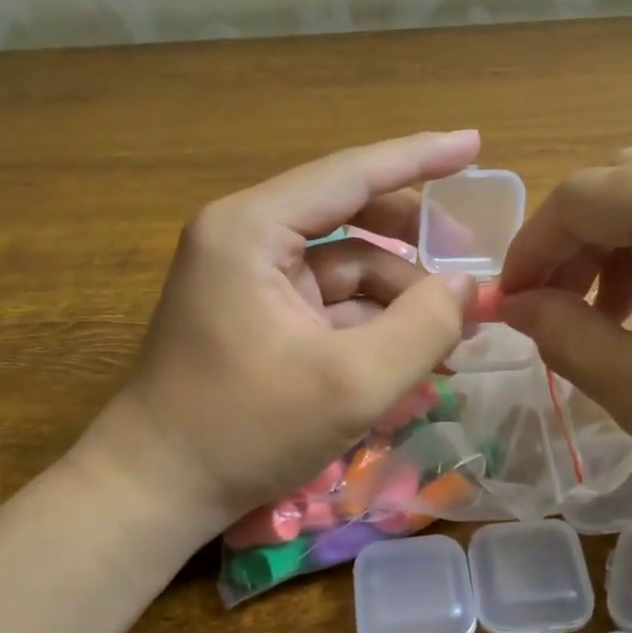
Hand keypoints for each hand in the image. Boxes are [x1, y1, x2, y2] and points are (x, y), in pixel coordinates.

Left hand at [107, 132, 480, 531]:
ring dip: (398, 297)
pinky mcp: (257, 316)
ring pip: (344, 268)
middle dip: (413, 245)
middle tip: (471, 264)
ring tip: (452, 336)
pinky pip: (328, 304)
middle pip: (350, 217)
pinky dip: (371, 324)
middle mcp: (246, 238)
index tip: (475, 143)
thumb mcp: (352, 384)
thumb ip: (423, 328)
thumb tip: (468, 287)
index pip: (351, 174)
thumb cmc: (245, 429)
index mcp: (253, 229)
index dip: (419, 157)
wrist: (156, 489)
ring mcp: (250, 279)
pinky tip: (412, 356)